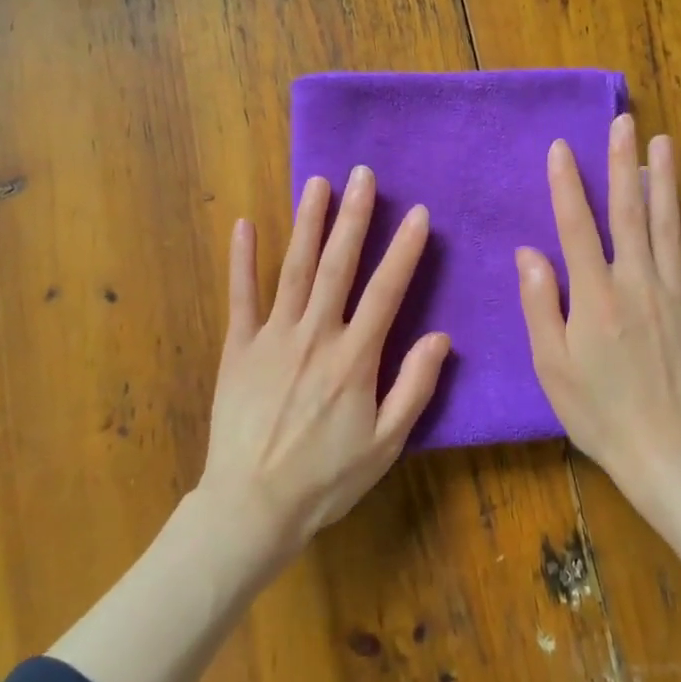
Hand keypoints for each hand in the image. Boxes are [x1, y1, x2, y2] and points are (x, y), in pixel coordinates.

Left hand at [199, 166, 450, 560]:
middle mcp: (315, 336)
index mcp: (355, 359)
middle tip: (363, 175)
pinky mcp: (238, 348)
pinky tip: (245, 224)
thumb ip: (414, 387)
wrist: (252, 506)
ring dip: (307, 223)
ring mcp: (272, 337)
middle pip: (338, 266)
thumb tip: (441, 337)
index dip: (404, 250)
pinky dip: (243, 259)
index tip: (417, 214)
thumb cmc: (326, 479)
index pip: (386, 291)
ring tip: (317, 183)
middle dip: (354, 217)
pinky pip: (240, 296)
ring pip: (293, 269)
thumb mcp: (387, 444)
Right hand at [515, 113, 680, 483]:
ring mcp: (676, 296)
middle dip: (622, 164)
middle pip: (628, 214)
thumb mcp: (551, 365)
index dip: (566, 185)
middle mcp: (637, 283)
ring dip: (665, 182)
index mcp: (595, 296)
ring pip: (670, 227)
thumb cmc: (597, 412)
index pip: (577, 227)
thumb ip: (541, 304)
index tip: (561, 147)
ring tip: (662, 143)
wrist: (665, 452)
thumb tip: (529, 253)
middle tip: (624, 122)